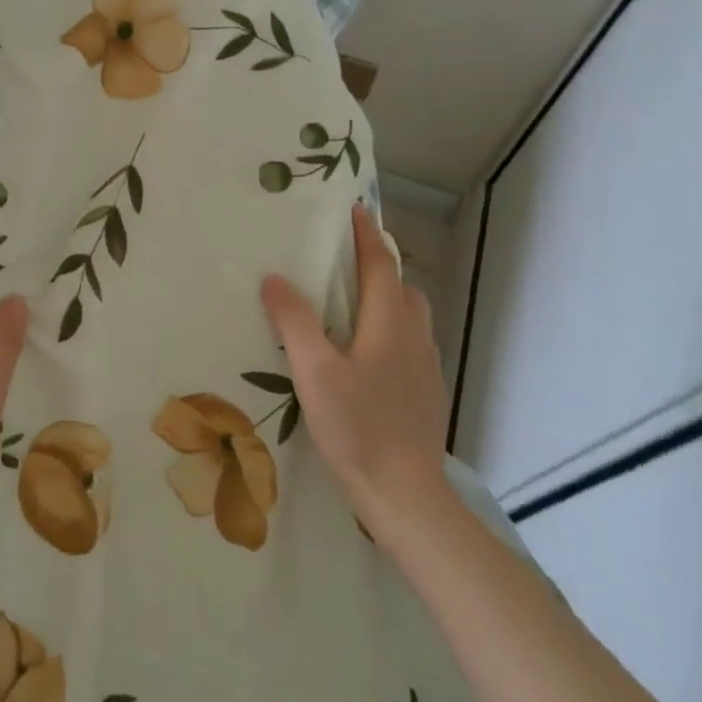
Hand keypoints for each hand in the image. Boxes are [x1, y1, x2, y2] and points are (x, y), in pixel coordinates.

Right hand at [260, 205, 449, 532]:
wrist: (404, 493)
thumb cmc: (357, 427)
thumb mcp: (314, 372)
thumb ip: (294, 322)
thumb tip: (275, 277)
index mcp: (389, 323)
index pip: (380, 264)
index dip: (366, 234)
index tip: (353, 208)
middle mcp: (414, 336)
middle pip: (401, 285)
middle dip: (379, 263)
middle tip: (345, 256)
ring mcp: (426, 366)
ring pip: (410, 315)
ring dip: (387, 295)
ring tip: (352, 301)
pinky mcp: (426, 391)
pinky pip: (410, 341)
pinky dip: (391, 327)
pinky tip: (367, 352)